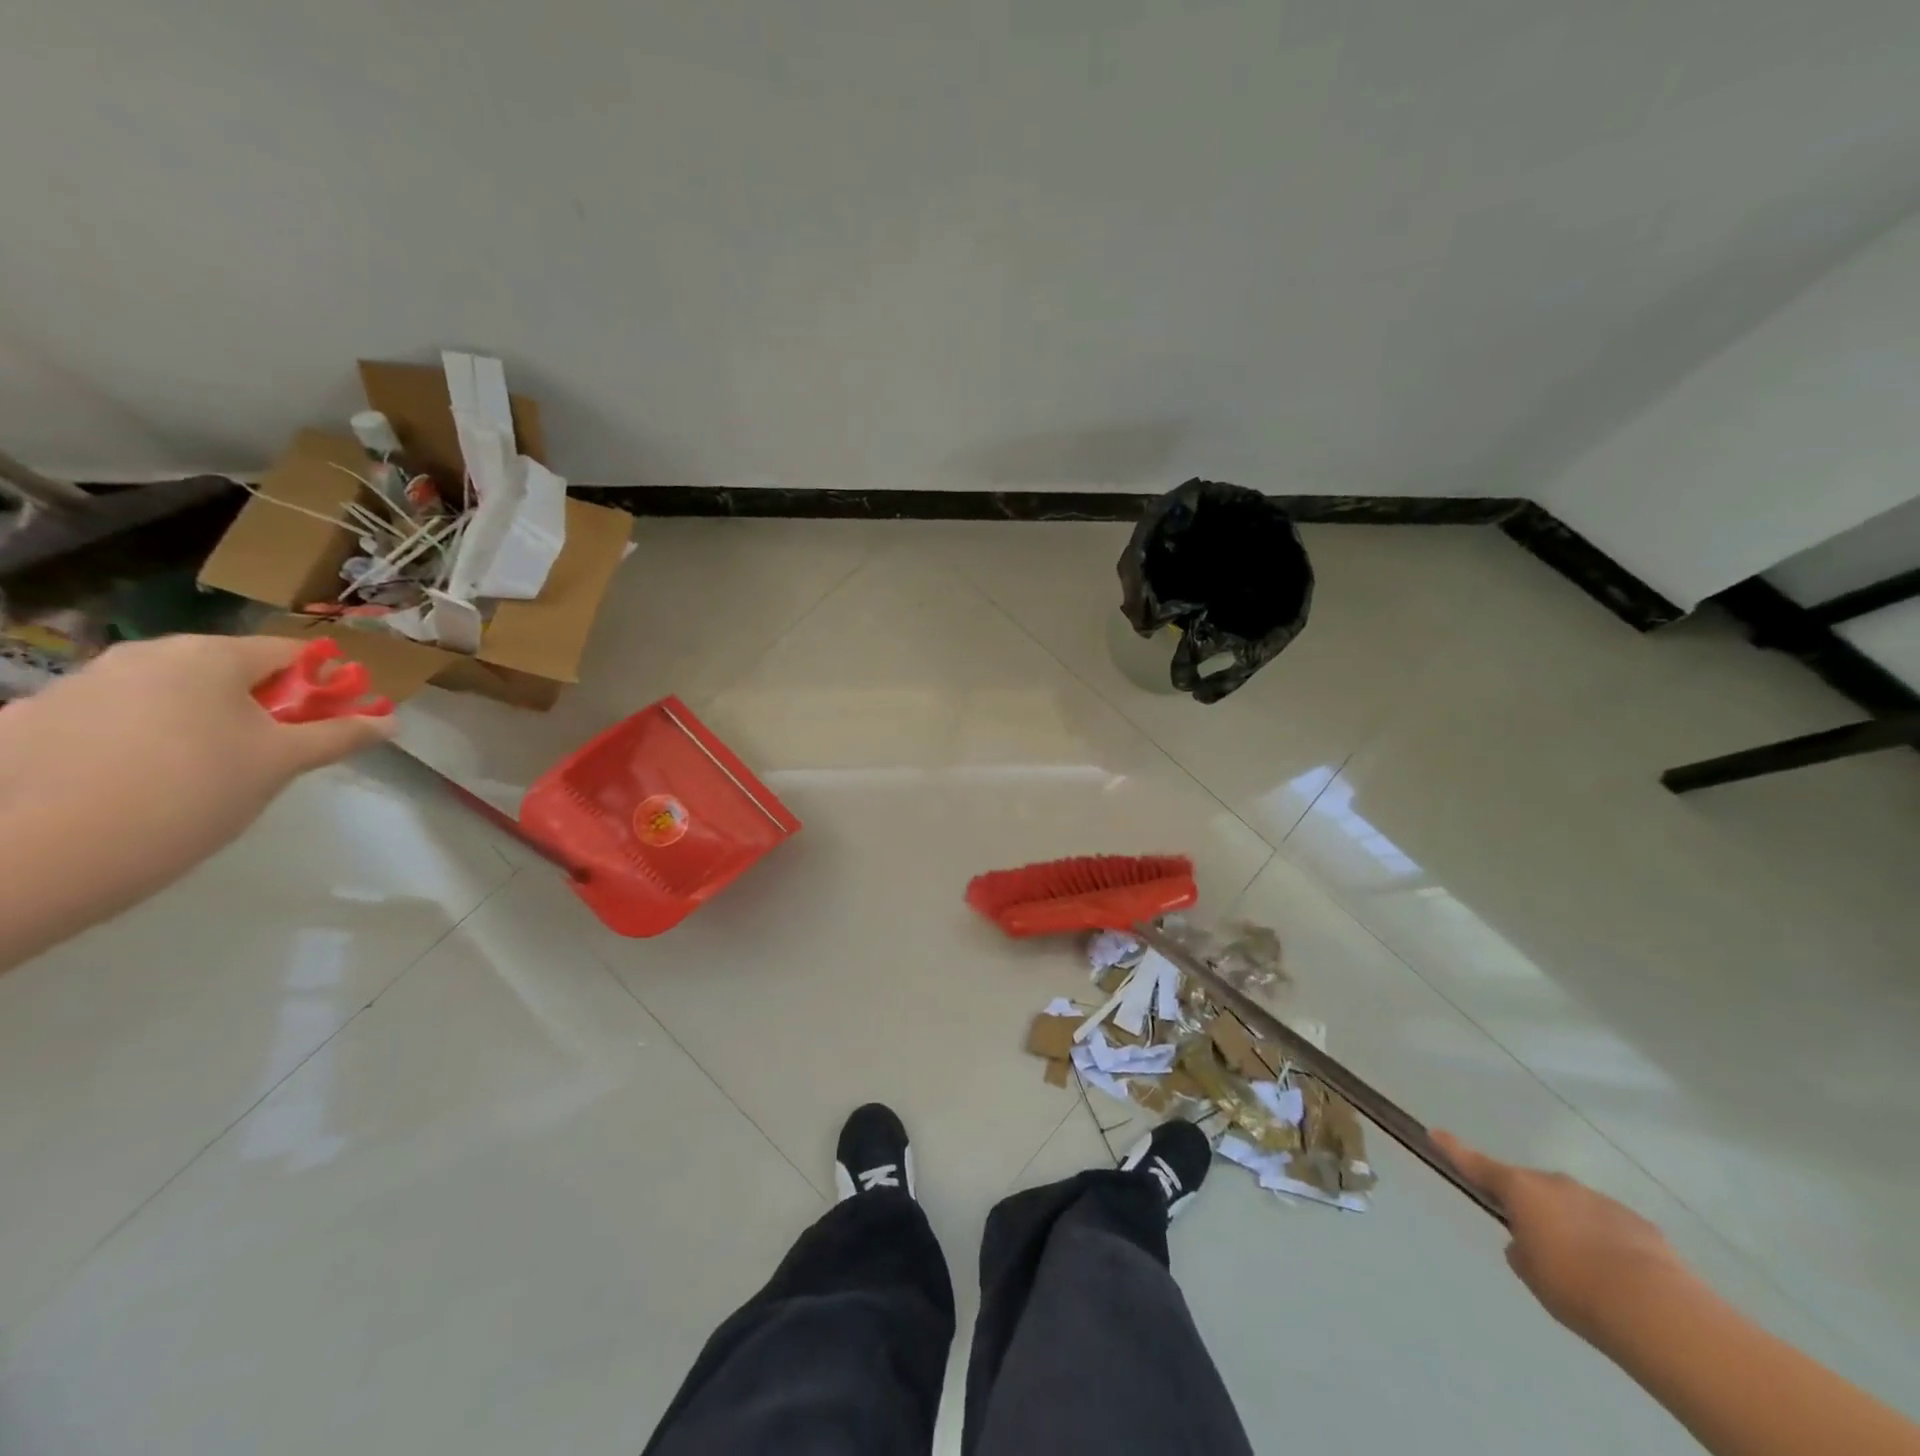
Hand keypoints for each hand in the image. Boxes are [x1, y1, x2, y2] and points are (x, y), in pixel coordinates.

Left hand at [0, 635, 394, 930]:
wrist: (47, 852)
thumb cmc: (195, 791)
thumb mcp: (282, 763)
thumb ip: (339, 735)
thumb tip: (390, 721)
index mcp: (208, 655)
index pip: (288, 652)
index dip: (321, 682)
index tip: (333, 718)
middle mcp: (142, 655)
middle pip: (226, 669)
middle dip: (260, 703)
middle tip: (273, 751)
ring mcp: (79, 684)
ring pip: (168, 693)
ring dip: (200, 721)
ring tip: (203, 775)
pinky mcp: (33, 721)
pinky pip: (112, 719)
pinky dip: (139, 740)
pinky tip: (139, 784)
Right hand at [1435, 1130, 1688, 1345]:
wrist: (1657, 1310)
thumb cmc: (1573, 1286)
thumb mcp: (1530, 1272)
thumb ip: (1521, 1249)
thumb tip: (1530, 1242)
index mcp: (1520, 1190)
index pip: (1475, 1164)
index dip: (1453, 1149)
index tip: (1434, 1132)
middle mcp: (1554, 1184)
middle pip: (1531, 1189)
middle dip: (1531, 1209)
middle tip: (1539, 1245)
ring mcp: (1598, 1199)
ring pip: (1572, 1208)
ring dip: (1571, 1228)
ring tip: (1588, 1273)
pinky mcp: (1637, 1223)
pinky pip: (1609, 1227)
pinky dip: (1606, 1245)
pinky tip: (1621, 1279)